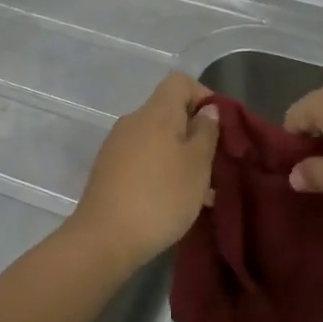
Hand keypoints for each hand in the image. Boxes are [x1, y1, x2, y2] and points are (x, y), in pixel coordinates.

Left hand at [68, 73, 218, 272]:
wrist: (103, 240)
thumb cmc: (160, 196)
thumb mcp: (197, 164)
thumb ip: (206, 132)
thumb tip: (207, 109)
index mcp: (156, 111)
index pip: (180, 81)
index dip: (203, 95)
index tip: (219, 126)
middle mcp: (133, 120)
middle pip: (169, 112)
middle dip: (195, 133)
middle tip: (214, 164)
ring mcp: (117, 146)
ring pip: (157, 140)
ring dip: (180, 157)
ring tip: (200, 192)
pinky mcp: (108, 171)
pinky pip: (143, 159)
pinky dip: (161, 171)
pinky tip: (173, 202)